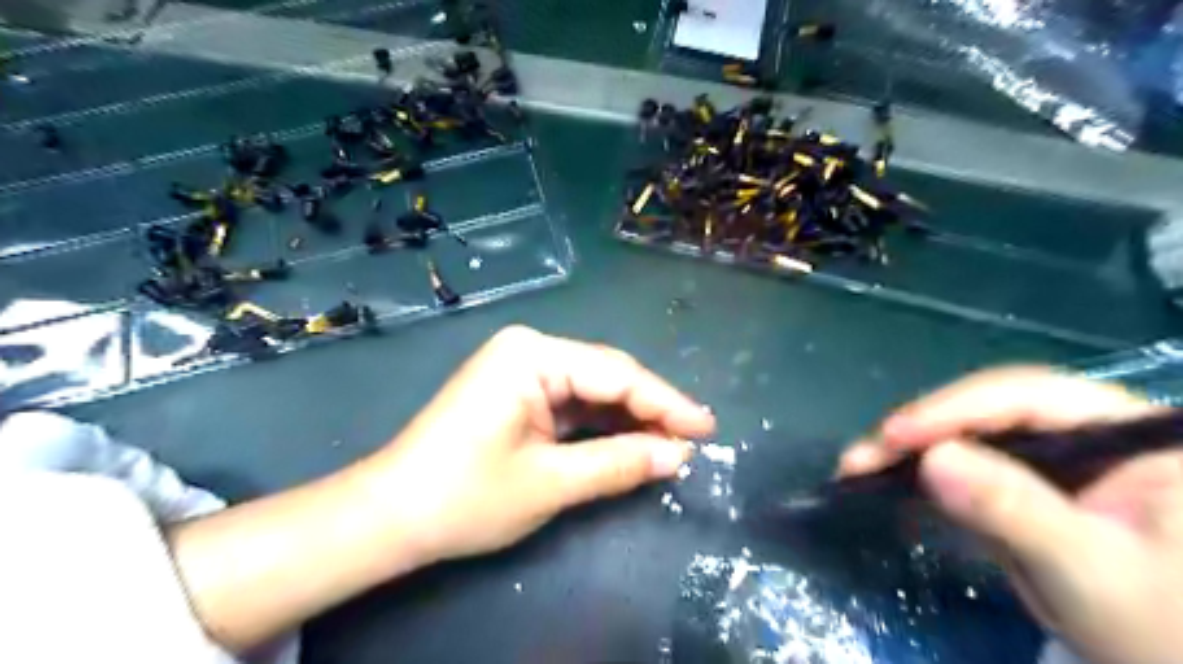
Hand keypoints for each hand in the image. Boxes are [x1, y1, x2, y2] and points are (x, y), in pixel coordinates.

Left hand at [172, 325, 716, 649]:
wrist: (390, 515)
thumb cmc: (465, 496)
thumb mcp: (550, 483)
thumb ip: (618, 463)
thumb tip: (677, 456)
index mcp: (532, 355)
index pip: (617, 374)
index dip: (666, 403)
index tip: (707, 429)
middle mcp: (529, 349)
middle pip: (607, 376)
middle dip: (650, 409)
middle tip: (693, 440)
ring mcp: (521, 369)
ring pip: (593, 390)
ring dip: (629, 418)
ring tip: (670, 445)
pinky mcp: (518, 391)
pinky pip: (572, 402)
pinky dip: (601, 425)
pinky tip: (629, 441)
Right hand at [839, 367, 1182, 663]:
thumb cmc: (1158, 626)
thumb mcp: (1090, 568)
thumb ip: (1016, 510)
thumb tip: (932, 460)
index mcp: (1125, 431)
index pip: (1029, 397)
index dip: (954, 409)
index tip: (895, 434)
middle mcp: (1085, 430)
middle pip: (987, 411)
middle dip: (920, 432)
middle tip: (864, 455)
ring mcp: (1051, 457)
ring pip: (966, 434)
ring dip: (908, 451)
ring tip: (859, 465)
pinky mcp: (1021, 483)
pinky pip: (962, 464)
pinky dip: (920, 473)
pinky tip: (884, 477)